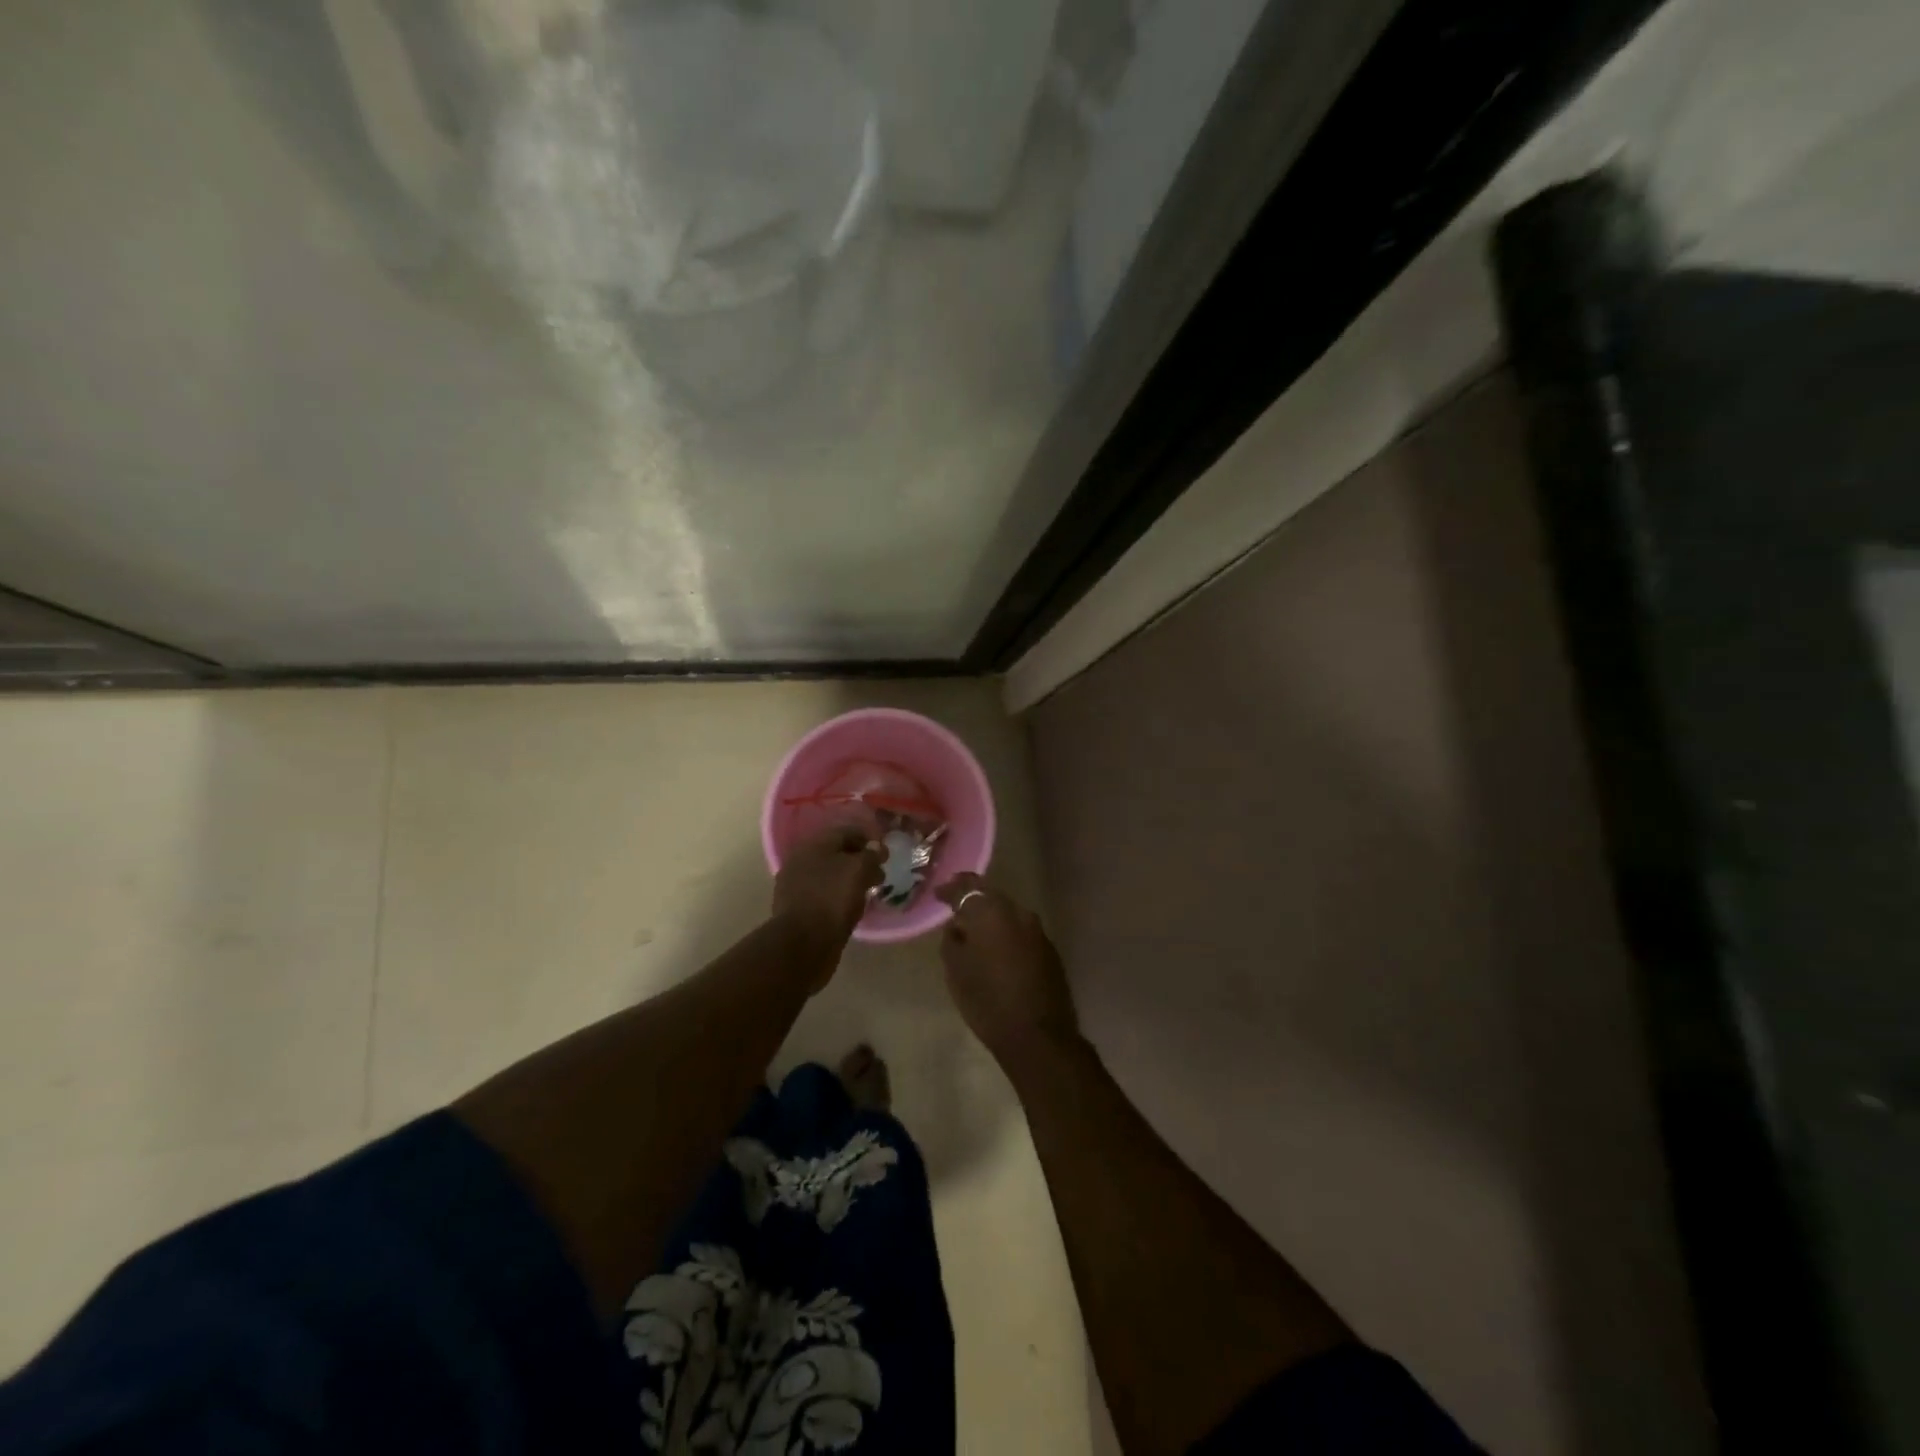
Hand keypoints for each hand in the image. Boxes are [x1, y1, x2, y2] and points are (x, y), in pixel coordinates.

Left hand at [772, 823, 882, 978]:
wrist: (803, 944)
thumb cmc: (832, 899)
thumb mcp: (859, 870)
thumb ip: (871, 855)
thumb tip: (877, 848)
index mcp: (813, 845)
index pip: (846, 832)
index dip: (869, 838)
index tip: (886, 851)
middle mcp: (801, 861)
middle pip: (836, 853)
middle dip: (860, 860)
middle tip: (880, 872)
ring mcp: (796, 886)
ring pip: (830, 876)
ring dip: (850, 880)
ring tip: (870, 891)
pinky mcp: (798, 909)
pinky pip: (824, 895)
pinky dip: (839, 897)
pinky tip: (852, 906)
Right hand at [935, 874, 1079, 1071]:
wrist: (1038, 1035)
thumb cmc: (988, 1001)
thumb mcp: (956, 970)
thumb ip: (953, 940)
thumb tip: (958, 926)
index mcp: (991, 912)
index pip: (967, 887)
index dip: (951, 888)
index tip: (938, 894)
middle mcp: (1018, 912)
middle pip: (991, 896)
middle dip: (972, 900)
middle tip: (955, 909)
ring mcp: (1037, 930)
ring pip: (1008, 913)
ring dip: (991, 918)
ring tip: (975, 931)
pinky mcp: (1049, 949)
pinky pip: (1021, 931)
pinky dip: (1007, 934)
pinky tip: (997, 949)